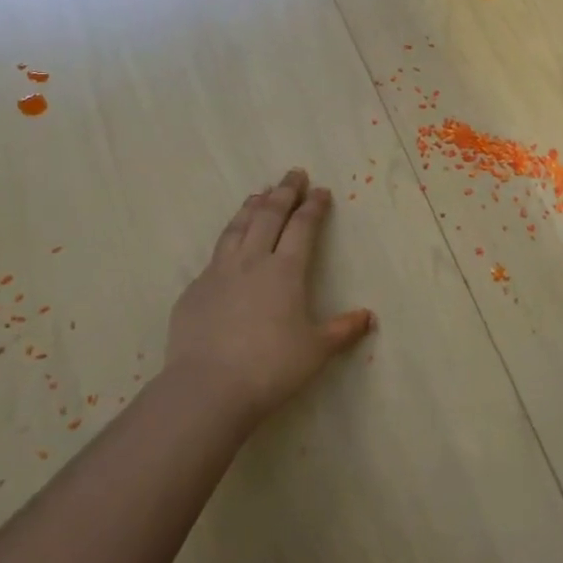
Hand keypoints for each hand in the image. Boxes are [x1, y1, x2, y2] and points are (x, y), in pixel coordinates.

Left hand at [165, 169, 373, 423]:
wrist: (207, 388)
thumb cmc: (271, 367)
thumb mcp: (316, 351)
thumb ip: (342, 330)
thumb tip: (368, 317)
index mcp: (285, 271)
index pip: (302, 227)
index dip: (313, 207)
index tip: (321, 191)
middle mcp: (252, 262)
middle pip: (269, 216)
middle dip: (284, 192)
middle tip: (293, 174)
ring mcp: (218, 273)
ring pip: (237, 228)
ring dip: (251, 207)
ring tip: (259, 194)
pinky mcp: (194, 291)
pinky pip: (215, 255)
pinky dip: (227, 239)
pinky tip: (229, 245)